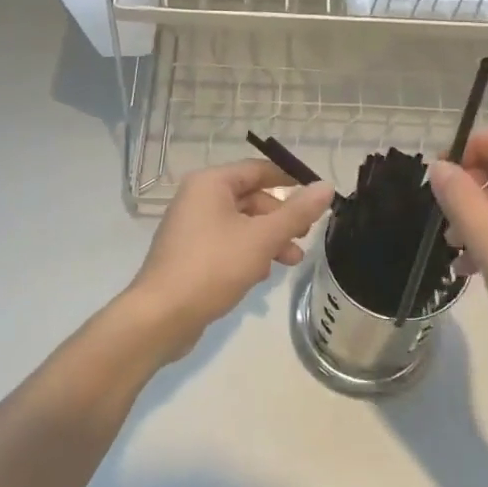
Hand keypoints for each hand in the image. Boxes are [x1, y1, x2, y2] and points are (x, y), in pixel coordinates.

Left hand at [123, 159, 333, 363]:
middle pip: (251, 198)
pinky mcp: (190, 253)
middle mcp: (198, 198)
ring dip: (269, 239)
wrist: (161, 316)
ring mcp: (191, 227)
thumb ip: (297, 212)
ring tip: (291, 262)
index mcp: (211, 183)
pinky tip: (262, 274)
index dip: (290, 180)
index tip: (317, 197)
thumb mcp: (262, 238)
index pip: (258, 169)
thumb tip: (326, 186)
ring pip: (242, 224)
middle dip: (281, 218)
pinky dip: (248, 252)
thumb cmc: (213, 267)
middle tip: (304, 237)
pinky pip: (228, 243)